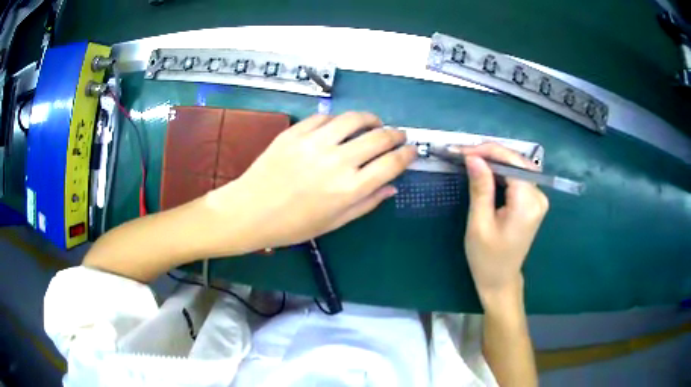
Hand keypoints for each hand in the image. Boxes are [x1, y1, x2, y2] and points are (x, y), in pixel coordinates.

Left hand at [207, 112, 416, 251]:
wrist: (249, 211)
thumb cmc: (293, 225)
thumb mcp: (334, 222)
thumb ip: (367, 203)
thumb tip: (393, 186)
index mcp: (349, 189)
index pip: (392, 163)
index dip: (408, 154)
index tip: (412, 150)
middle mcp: (337, 161)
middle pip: (379, 137)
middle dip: (395, 134)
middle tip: (397, 136)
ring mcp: (314, 143)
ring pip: (354, 119)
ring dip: (370, 119)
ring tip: (373, 123)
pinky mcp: (295, 132)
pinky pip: (324, 117)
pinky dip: (338, 120)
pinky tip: (338, 127)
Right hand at [458, 143, 548, 306]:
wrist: (500, 280)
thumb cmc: (487, 258)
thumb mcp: (479, 224)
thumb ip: (480, 188)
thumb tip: (473, 157)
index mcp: (527, 203)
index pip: (512, 163)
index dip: (488, 152)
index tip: (462, 151)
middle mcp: (538, 197)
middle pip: (517, 162)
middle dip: (491, 153)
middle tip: (464, 153)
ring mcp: (538, 199)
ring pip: (518, 167)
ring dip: (495, 160)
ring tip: (471, 158)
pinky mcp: (533, 202)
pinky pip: (518, 177)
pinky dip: (502, 171)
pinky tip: (486, 170)